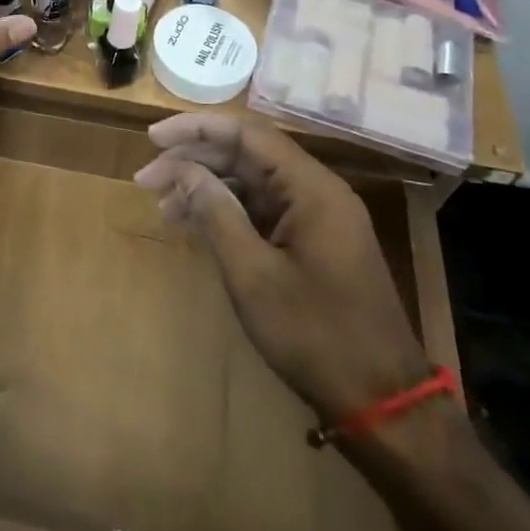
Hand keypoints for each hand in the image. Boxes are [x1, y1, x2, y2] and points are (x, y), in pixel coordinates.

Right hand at [134, 113, 428, 425]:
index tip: (153, 138)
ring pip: (253, 183)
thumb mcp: (253, 274)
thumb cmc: (315, 335)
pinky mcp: (314, 243)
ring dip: (207, 188)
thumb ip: (216, 212)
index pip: (247, 134)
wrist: (383, 402)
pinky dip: (228, 212)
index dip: (197, 128)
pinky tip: (194, 225)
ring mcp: (318, 218)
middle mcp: (318, 192)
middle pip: (247, 156)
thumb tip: (183, 170)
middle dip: (194, 161)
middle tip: (146, 179)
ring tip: (162, 206)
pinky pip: (264, 210)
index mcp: (312, 189)